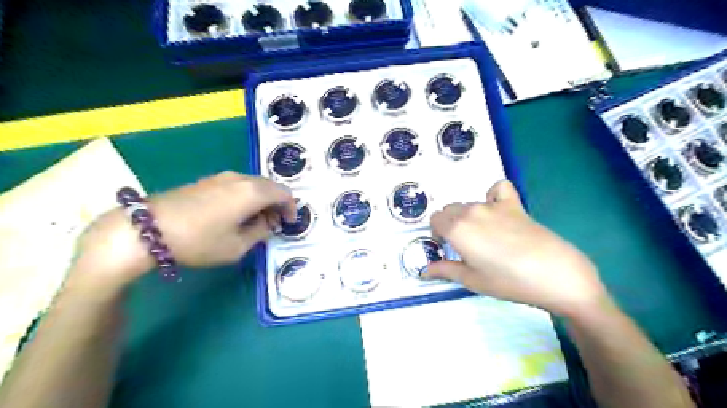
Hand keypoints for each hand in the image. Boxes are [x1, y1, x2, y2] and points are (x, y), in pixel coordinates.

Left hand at [67, 171, 294, 289]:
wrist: (146, 229)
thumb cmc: (199, 240)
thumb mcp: (236, 246)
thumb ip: (260, 233)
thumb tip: (267, 224)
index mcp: (253, 192)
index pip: (284, 193)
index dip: (291, 208)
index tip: (289, 223)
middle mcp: (240, 178)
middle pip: (269, 186)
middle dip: (277, 203)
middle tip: (274, 223)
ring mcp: (222, 177)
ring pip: (253, 184)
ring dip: (261, 200)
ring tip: (255, 220)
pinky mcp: (207, 180)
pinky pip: (237, 185)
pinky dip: (246, 196)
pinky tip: (236, 213)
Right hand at [428, 180, 607, 316]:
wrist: (554, 274)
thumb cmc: (508, 281)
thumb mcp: (472, 280)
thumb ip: (445, 270)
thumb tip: (424, 271)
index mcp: (456, 229)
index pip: (435, 219)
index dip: (437, 233)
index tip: (447, 247)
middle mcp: (471, 211)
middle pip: (449, 209)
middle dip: (449, 224)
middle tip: (463, 245)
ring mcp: (493, 205)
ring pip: (469, 203)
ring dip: (468, 215)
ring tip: (483, 235)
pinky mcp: (514, 204)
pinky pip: (498, 189)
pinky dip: (494, 195)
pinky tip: (499, 210)